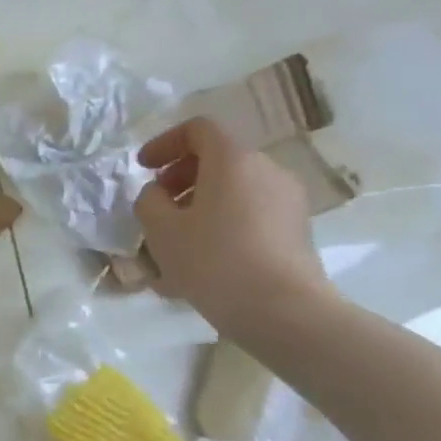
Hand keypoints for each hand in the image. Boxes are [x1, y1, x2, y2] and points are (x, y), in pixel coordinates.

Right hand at [133, 117, 330, 336]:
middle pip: (218, 158)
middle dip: (182, 176)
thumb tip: (158, 194)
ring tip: (177, 238)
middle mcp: (267, 169)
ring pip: (235, 188)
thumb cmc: (214, 261)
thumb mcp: (161, 230)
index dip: (165, 143)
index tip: (143, 168)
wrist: (283, 311)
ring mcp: (287, 200)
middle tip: (158, 204)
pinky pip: (250, 213)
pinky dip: (224, 222)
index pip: (198, 129)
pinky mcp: (296, 230)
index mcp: (233, 159)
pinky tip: (204, 258)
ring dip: (201, 202)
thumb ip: (149, 201)